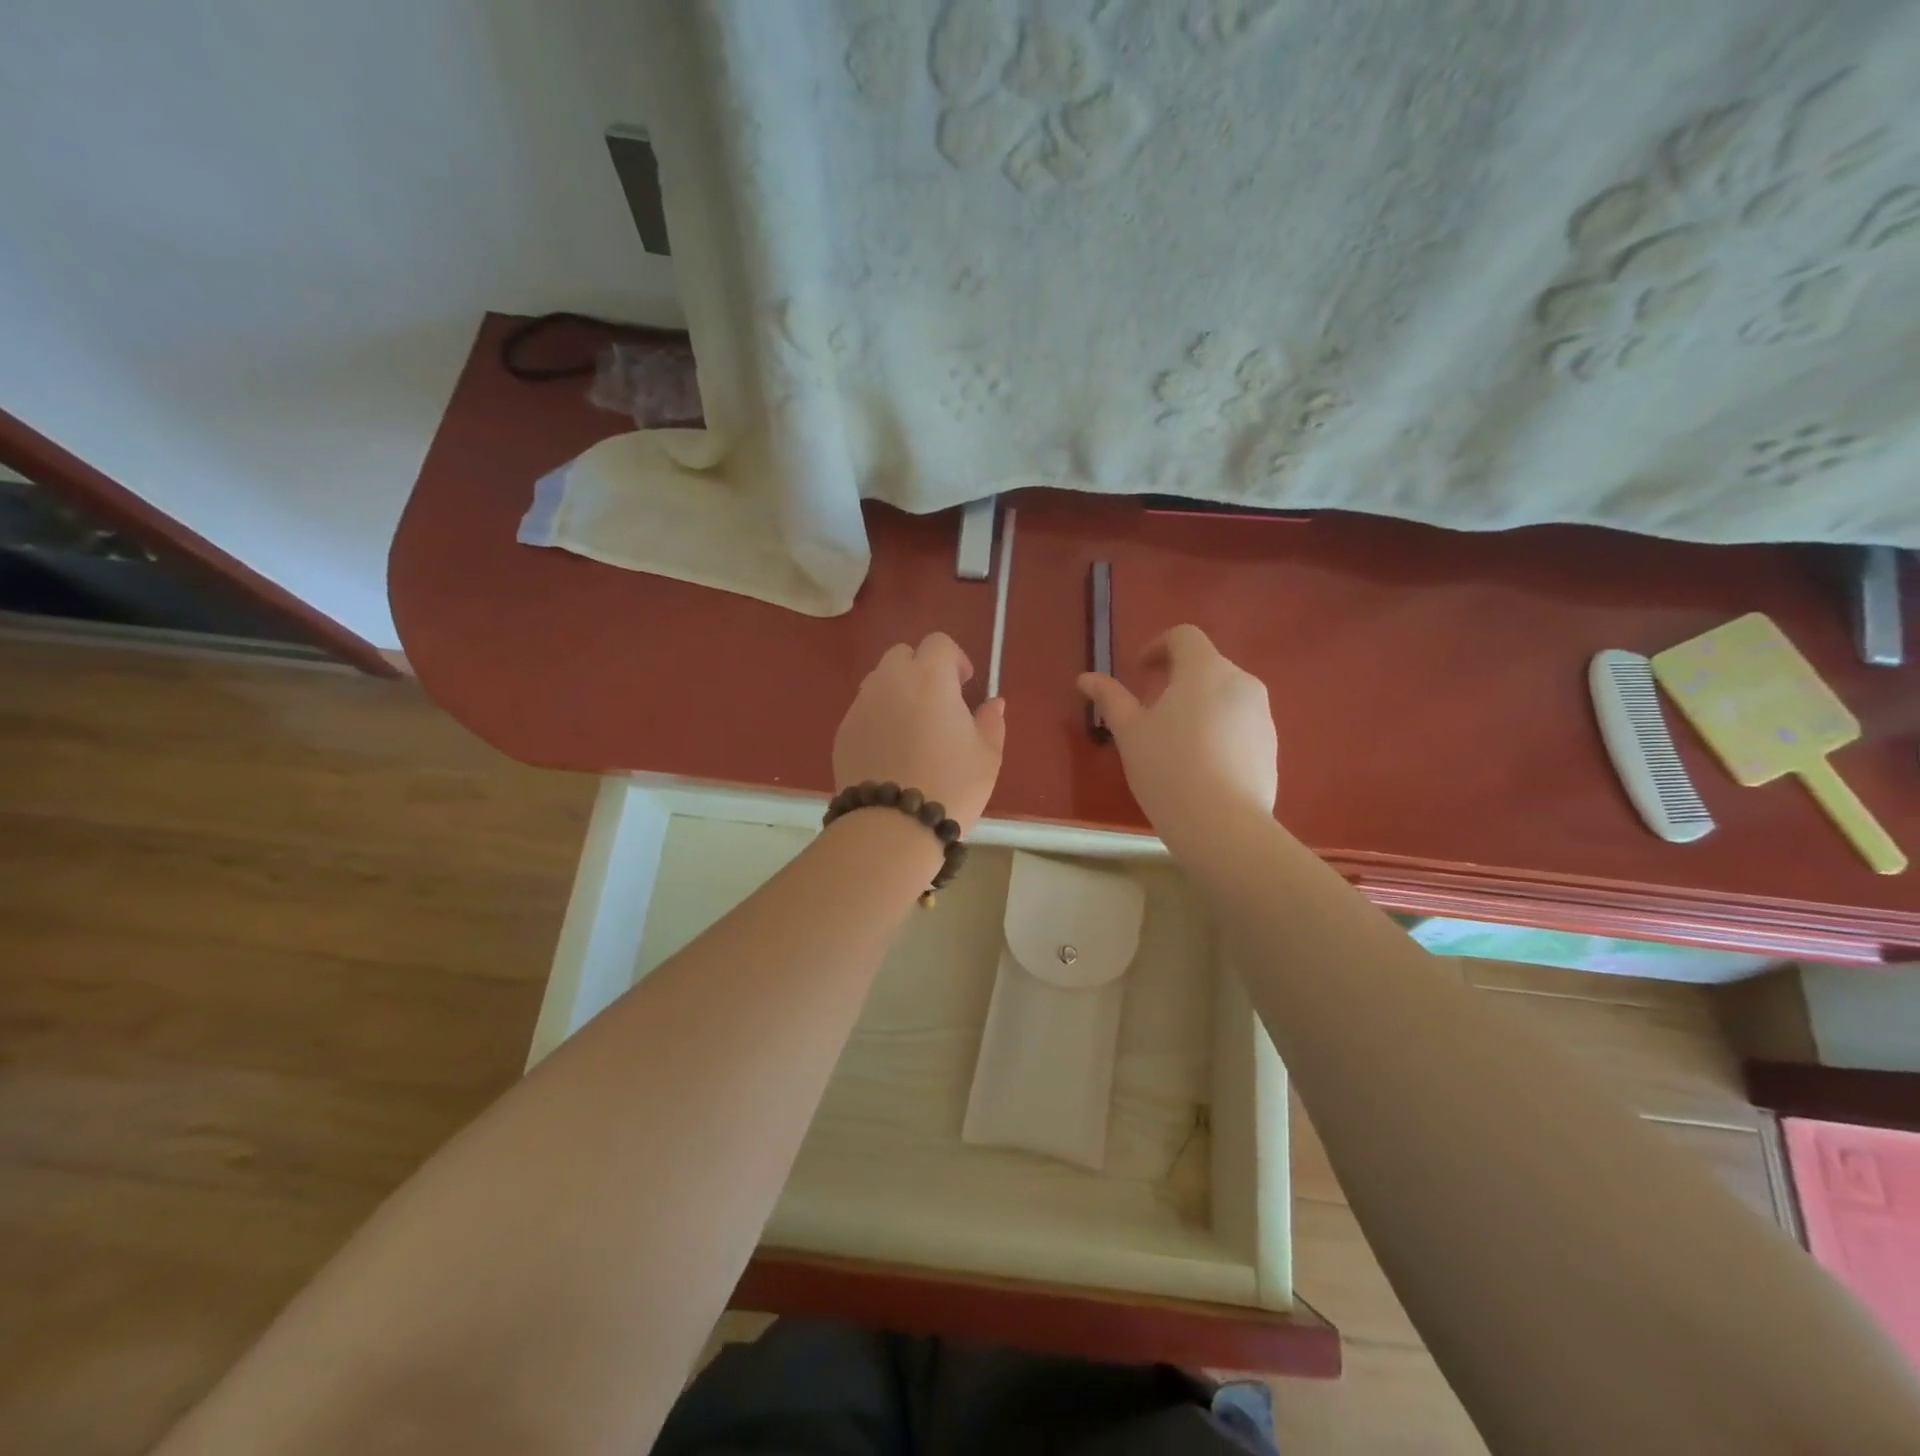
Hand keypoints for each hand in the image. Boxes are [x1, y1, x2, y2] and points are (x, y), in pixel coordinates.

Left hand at [833, 633, 1005, 832]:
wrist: (892, 825)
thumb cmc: (950, 785)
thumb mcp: (987, 756)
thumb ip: (991, 722)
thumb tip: (992, 704)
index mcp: (930, 677)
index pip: (938, 643)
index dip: (954, 659)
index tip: (964, 684)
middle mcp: (890, 681)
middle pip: (902, 655)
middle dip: (921, 669)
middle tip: (938, 703)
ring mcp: (861, 706)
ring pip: (879, 682)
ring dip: (897, 693)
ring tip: (912, 729)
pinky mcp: (843, 732)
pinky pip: (864, 712)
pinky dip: (878, 719)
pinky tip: (890, 753)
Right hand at [1077, 624, 1277, 832]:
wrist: (1223, 825)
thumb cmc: (1168, 768)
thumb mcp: (1130, 733)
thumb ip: (1110, 699)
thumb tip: (1085, 678)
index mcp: (1206, 670)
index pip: (1184, 637)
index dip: (1157, 646)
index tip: (1139, 671)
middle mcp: (1241, 682)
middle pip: (1206, 665)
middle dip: (1176, 678)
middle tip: (1149, 709)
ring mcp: (1262, 715)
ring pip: (1225, 695)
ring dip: (1198, 703)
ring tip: (1173, 740)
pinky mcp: (1271, 746)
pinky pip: (1239, 723)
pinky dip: (1217, 729)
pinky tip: (1199, 764)